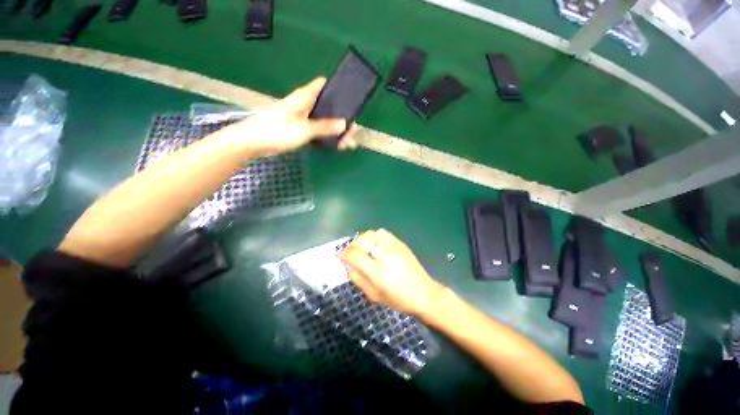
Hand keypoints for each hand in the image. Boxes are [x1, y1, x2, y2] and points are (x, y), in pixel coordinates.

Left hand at [221, 77, 358, 156]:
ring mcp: (302, 119)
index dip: (337, 89)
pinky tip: (336, 146)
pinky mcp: (299, 131)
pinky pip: (317, 133)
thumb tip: (345, 124)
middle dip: (341, 119)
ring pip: (323, 123)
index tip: (351, 99)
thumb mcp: (304, 129)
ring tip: (348, 144)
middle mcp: (305, 106)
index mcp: (304, 97)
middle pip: (327, 108)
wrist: (253, 143)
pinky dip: (326, 139)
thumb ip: (325, 127)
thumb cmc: (277, 130)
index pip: (323, 85)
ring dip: (335, 133)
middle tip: (354, 131)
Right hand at [338, 229, 446, 316]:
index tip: (340, 256)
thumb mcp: (374, 296)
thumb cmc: (398, 299)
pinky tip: (374, 244)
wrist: (423, 292)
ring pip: (371, 234)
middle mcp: (384, 254)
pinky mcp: (399, 243)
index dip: (344, 254)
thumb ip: (358, 279)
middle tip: (350, 253)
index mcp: (377, 271)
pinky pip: (382, 233)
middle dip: (351, 245)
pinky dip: (373, 236)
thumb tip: (347, 266)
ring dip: (362, 239)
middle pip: (361, 240)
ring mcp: (393, 246)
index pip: (354, 255)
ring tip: (361, 248)